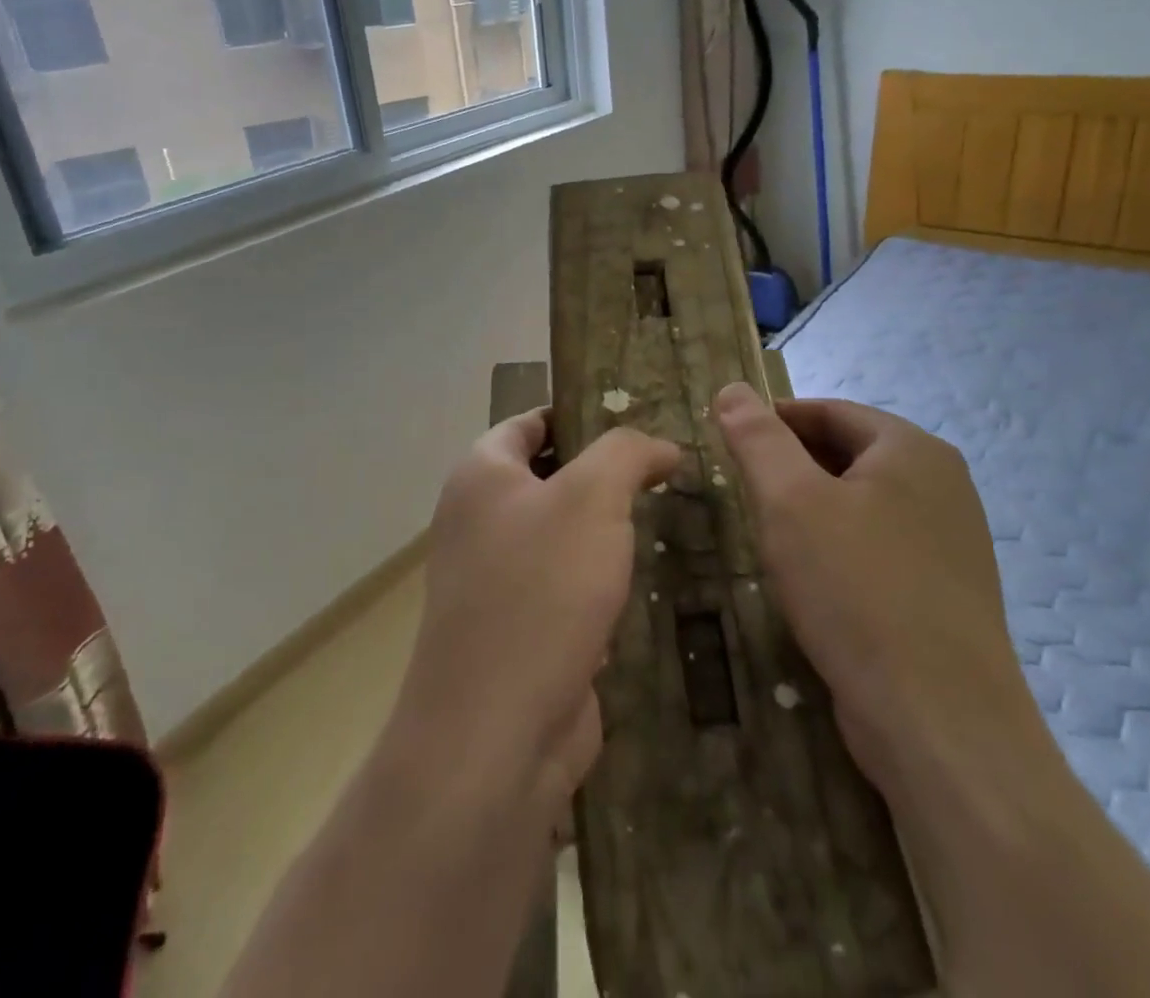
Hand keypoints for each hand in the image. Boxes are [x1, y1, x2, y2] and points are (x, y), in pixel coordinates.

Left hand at [391, 409, 679, 811]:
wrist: (497, 735)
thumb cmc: (540, 591)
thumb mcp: (592, 497)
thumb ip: (626, 453)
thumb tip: (660, 446)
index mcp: (481, 476)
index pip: (530, 422)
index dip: (580, 413)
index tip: (638, 417)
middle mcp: (479, 522)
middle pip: (550, 477)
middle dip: (605, 473)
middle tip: (667, 469)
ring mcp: (497, 581)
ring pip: (563, 536)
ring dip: (608, 532)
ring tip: (670, 517)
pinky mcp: (521, 632)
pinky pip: (567, 588)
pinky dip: (603, 583)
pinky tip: (648, 583)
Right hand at [713, 383, 1037, 794]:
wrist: (941, 724)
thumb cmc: (857, 591)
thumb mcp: (790, 502)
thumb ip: (758, 439)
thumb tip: (732, 388)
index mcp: (912, 449)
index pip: (829, 411)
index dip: (774, 420)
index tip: (730, 442)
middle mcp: (942, 484)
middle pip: (849, 453)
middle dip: (792, 465)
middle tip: (743, 491)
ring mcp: (951, 541)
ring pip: (862, 503)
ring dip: (813, 508)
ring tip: (770, 534)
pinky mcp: (947, 592)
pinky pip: (880, 546)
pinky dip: (840, 546)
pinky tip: (814, 580)